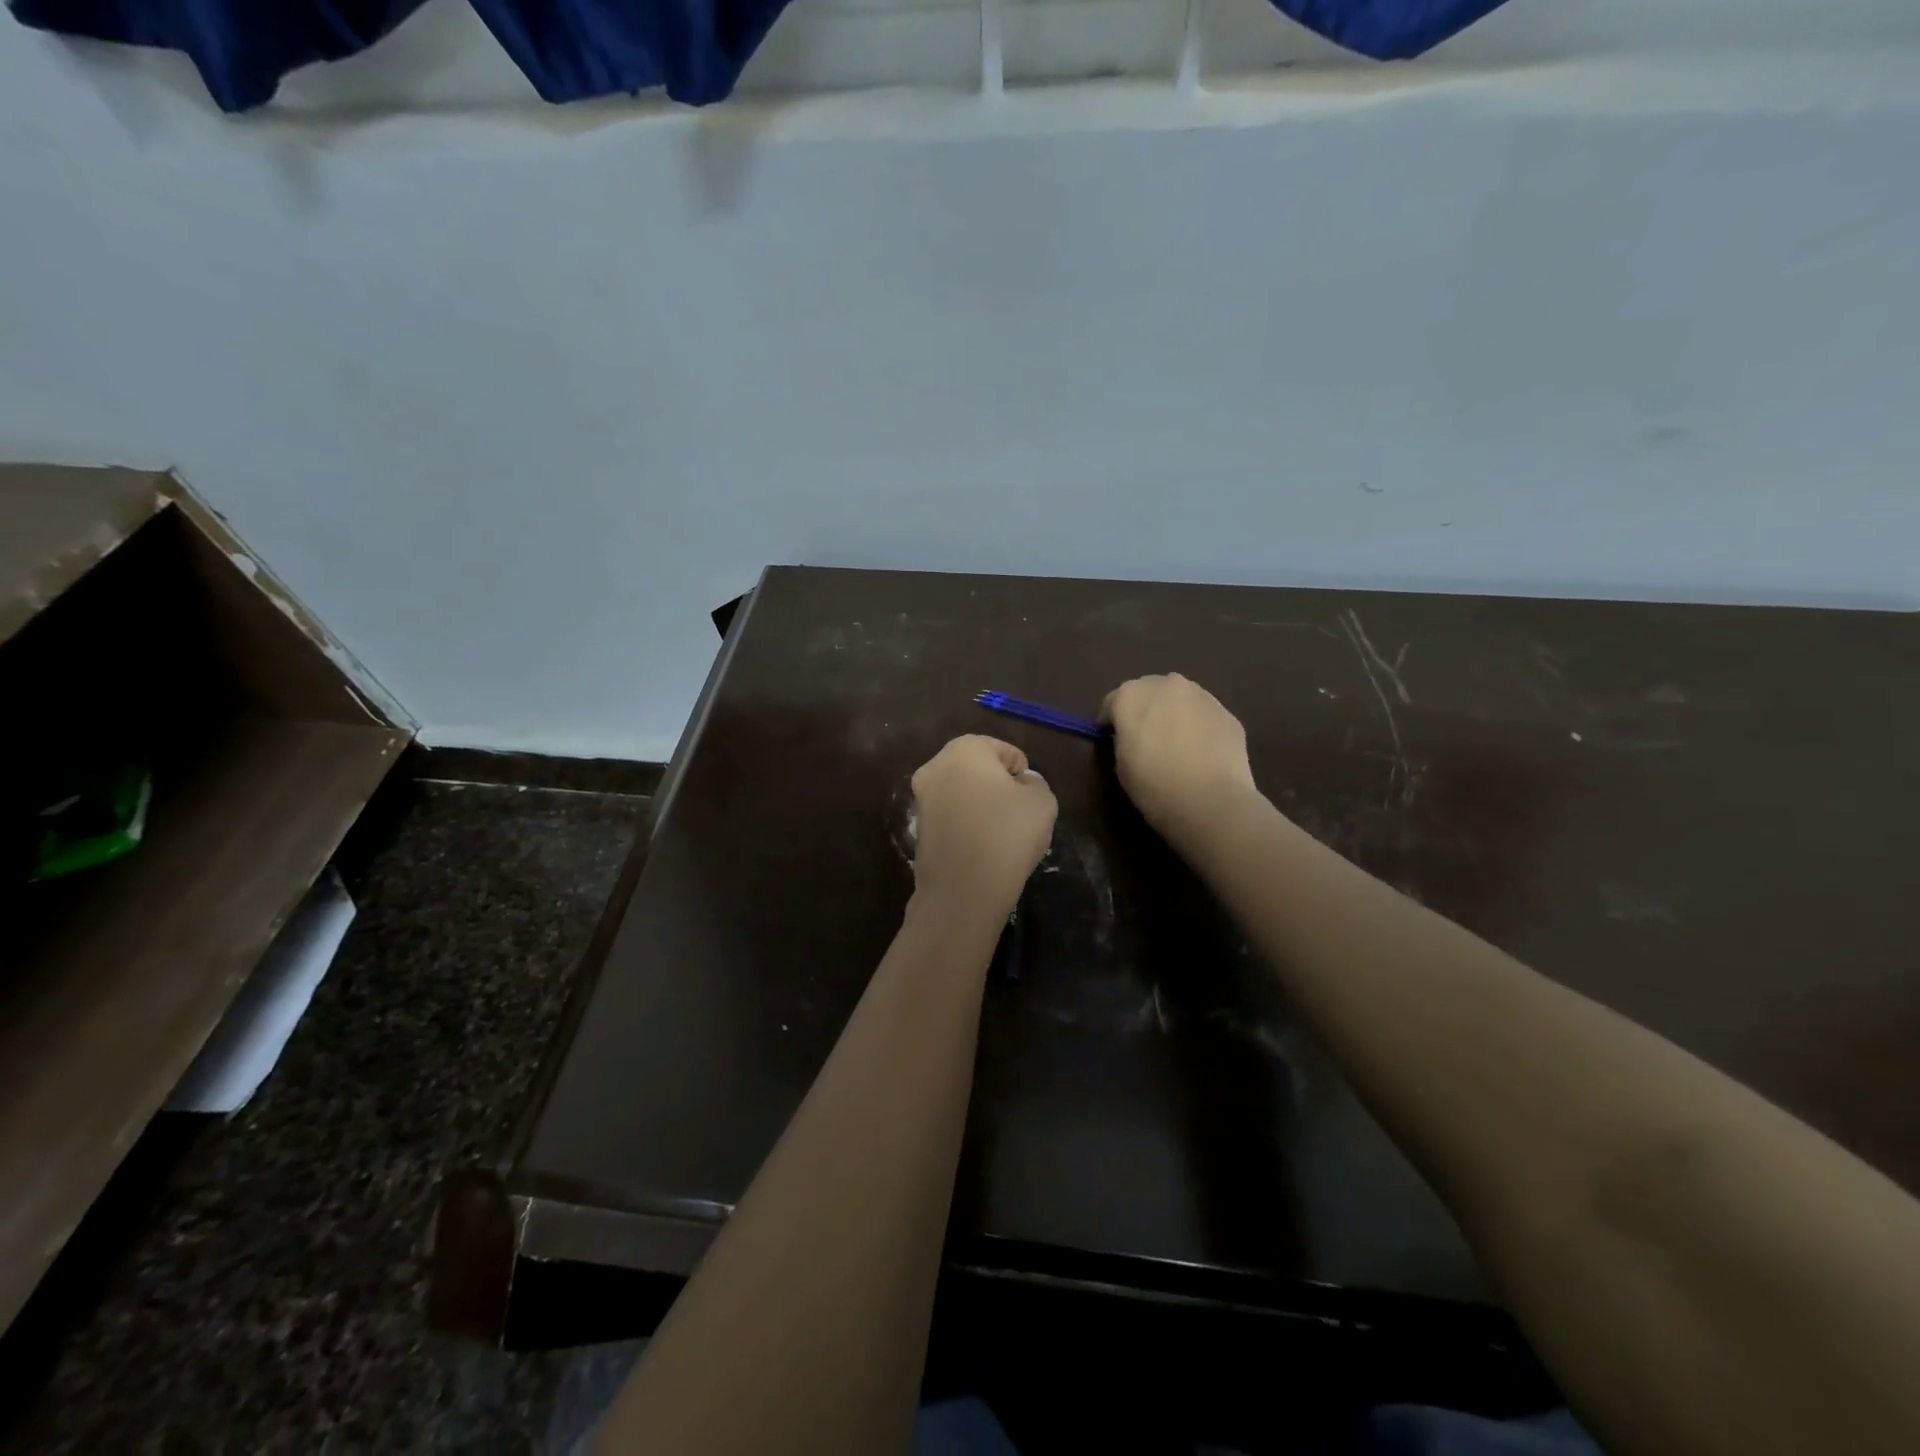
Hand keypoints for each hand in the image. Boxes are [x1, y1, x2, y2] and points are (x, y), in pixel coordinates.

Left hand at [910, 735, 1057, 914]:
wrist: (962, 890)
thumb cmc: (1007, 834)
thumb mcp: (1042, 802)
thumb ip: (1036, 783)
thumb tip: (1022, 783)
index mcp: (964, 750)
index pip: (1003, 750)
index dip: (1022, 771)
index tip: (1031, 797)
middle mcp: (935, 767)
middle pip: (977, 770)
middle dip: (998, 786)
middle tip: (1019, 813)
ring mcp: (921, 799)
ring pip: (962, 793)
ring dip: (980, 805)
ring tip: (1002, 833)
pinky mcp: (917, 829)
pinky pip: (951, 817)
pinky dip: (966, 825)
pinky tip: (982, 848)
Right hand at [1101, 674, 1261, 843]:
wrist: (1209, 801)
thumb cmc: (1153, 784)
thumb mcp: (1121, 762)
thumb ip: (1124, 738)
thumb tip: (1134, 735)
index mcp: (1131, 695)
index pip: (1113, 702)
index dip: (1111, 721)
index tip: (1111, 738)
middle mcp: (1166, 685)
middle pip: (1149, 691)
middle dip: (1145, 709)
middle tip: (1145, 736)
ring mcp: (1201, 696)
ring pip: (1181, 699)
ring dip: (1174, 713)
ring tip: (1176, 742)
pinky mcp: (1227, 713)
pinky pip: (1204, 715)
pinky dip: (1199, 726)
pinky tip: (1201, 751)